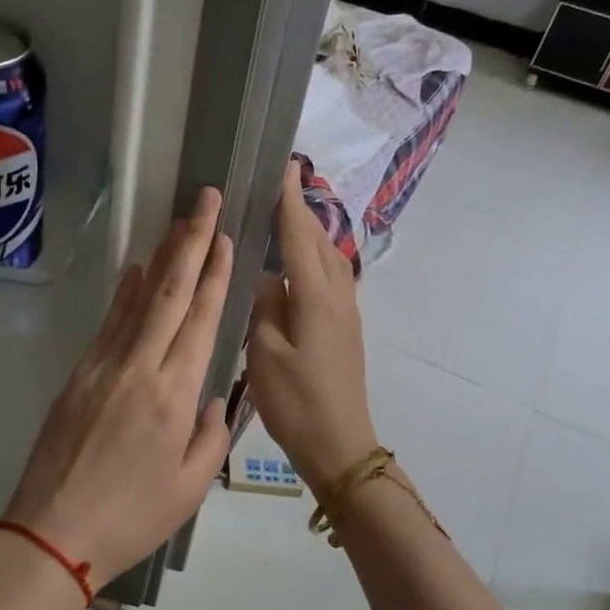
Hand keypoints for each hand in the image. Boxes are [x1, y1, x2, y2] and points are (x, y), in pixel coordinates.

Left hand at [0, 187, 234, 590]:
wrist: (52, 533)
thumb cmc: (132, 518)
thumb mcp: (190, 488)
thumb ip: (211, 436)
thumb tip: (212, 397)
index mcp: (175, 396)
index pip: (200, 321)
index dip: (215, 275)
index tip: (225, 238)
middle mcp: (140, 369)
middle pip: (169, 294)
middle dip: (191, 242)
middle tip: (205, 200)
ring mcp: (103, 367)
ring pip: (137, 301)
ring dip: (160, 258)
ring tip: (179, 223)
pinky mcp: (78, 375)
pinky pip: (108, 324)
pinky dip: (123, 294)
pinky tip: (134, 271)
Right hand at [246, 160, 378, 494]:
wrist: (340, 444)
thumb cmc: (296, 401)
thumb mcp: (264, 353)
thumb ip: (264, 306)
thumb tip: (267, 276)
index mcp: (315, 296)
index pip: (299, 235)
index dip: (288, 200)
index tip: (284, 165)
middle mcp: (337, 295)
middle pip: (318, 241)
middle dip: (300, 210)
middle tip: (277, 185)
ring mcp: (346, 312)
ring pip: (328, 258)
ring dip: (309, 233)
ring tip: (285, 218)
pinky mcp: (346, 328)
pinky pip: (331, 277)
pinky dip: (314, 258)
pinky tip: (297, 265)